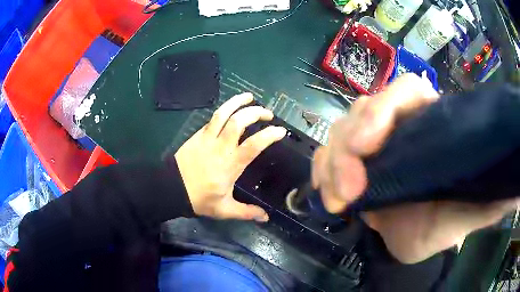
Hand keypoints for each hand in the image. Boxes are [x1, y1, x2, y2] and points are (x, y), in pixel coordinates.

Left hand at [175, 93, 286, 221]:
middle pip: (239, 122)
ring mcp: (207, 138)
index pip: (253, 145)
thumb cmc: (199, 199)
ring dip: (238, 102)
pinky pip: (212, 118)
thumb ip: (246, 212)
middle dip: (256, 113)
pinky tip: (230, 108)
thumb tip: (266, 217)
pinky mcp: (198, 135)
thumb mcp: (224, 210)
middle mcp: (221, 147)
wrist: (171, 188)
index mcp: (230, 165)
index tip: (280, 130)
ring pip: (223, 113)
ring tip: (250, 97)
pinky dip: (224, 109)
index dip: (269, 135)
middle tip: (268, 114)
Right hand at [312, 73, 517, 262]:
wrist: (421, 238)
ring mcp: (372, 147)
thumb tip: (511, 188)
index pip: (403, 91)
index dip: (383, 108)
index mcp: (428, 123)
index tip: (369, 145)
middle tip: (349, 190)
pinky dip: (321, 173)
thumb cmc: (446, 223)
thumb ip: (487, 198)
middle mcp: (398, 127)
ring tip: (336, 199)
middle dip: (348, 146)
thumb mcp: (467, 213)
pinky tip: (326, 196)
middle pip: (362, 111)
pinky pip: (327, 158)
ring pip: (339, 134)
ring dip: (331, 164)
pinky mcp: (352, 167)